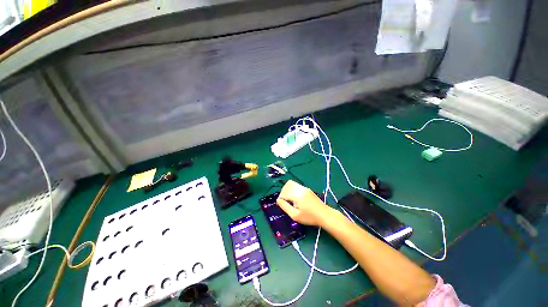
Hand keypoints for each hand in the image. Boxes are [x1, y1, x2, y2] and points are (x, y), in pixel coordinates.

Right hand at [276, 180, 331, 225]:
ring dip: (287, 190)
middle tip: (284, 202)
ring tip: (289, 199)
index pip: (283, 193)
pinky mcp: (307, 189)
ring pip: (291, 184)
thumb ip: (285, 207)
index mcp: (297, 195)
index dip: (280, 199)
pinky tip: (295, 198)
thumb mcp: (295, 215)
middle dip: (283, 193)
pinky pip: (296, 185)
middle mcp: (300, 189)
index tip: (281, 205)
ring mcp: (304, 188)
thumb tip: (278, 200)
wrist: (324, 215)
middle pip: (287, 185)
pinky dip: (292, 189)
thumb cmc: (309, 217)